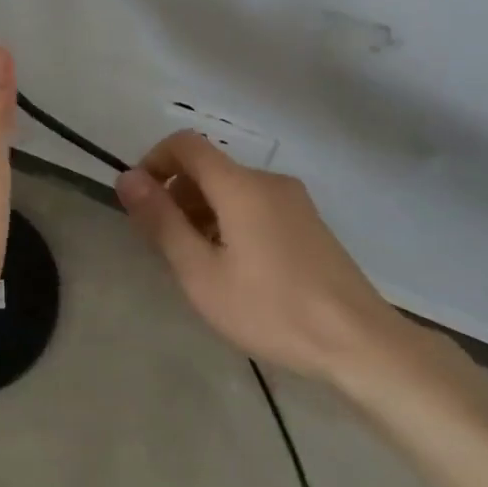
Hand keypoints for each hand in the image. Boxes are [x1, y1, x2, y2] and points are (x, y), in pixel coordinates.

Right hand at [116, 131, 409, 383]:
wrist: (359, 342)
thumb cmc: (271, 308)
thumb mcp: (200, 272)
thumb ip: (161, 221)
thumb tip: (127, 178)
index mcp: (240, 185)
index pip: (185, 144)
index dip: (153, 162)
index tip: (141, 203)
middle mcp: (268, 181)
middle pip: (208, 168)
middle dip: (176, 195)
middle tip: (166, 247)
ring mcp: (294, 201)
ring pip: (231, 189)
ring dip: (201, 212)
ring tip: (199, 265)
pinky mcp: (308, 223)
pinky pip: (254, 205)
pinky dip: (229, 222)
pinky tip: (234, 269)